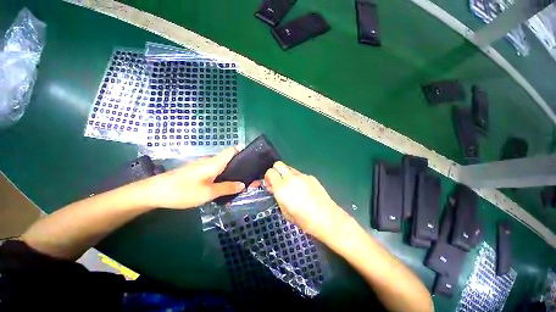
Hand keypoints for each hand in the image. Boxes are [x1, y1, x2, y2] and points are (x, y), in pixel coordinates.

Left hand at [146, 147, 244, 208]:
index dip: (243, 151)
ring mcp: (203, 166)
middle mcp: (210, 161)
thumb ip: (227, 188)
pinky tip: (224, 188)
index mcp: (215, 162)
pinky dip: (223, 178)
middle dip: (241, 168)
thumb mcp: (208, 193)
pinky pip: (215, 172)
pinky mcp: (198, 172)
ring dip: (232, 174)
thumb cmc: (183, 191)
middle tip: (250, 180)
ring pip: (223, 167)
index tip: (252, 160)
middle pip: (230, 160)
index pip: (232, 150)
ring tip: (240, 186)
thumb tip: (243, 185)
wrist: (154, 192)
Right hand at [264, 161, 350, 241]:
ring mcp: (302, 176)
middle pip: (278, 164)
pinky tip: (303, 189)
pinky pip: (300, 174)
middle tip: (278, 182)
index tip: (270, 185)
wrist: (326, 218)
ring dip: (286, 174)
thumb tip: (275, 189)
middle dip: (275, 170)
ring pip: (289, 168)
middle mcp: (291, 178)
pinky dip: (297, 178)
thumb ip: (278, 197)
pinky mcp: (311, 176)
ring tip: (291, 186)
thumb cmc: (304, 220)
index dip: (268, 177)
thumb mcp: (285, 212)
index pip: (270, 172)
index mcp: (282, 188)